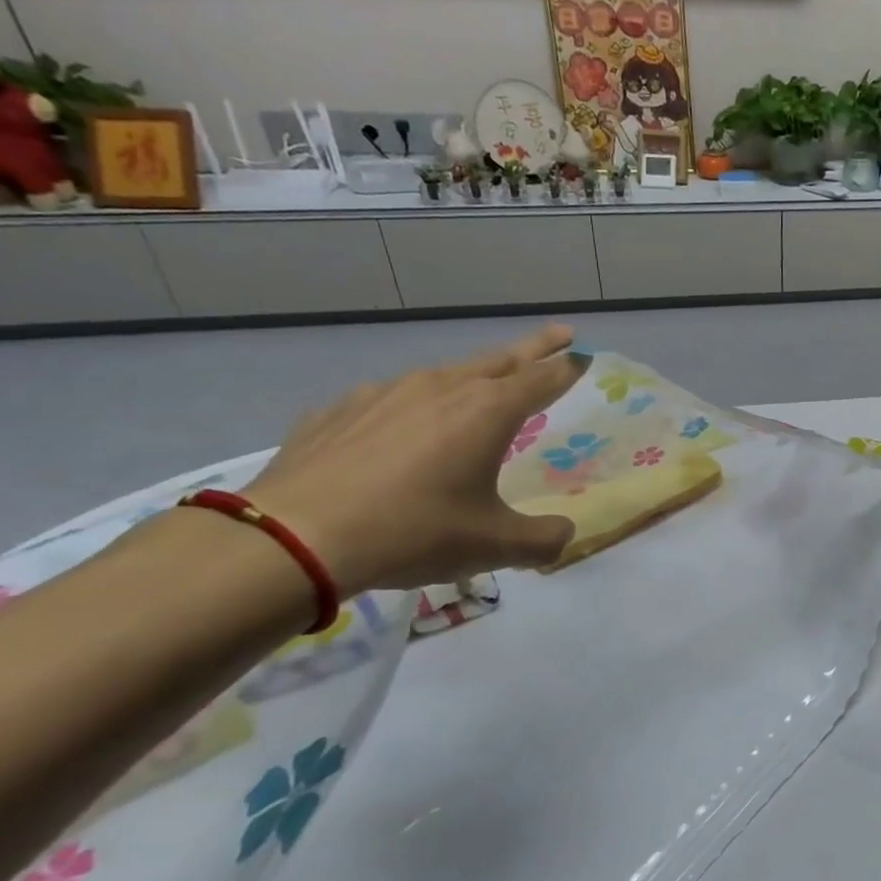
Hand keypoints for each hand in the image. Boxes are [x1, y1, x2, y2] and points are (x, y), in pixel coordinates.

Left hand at [242, 326, 584, 593]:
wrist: (296, 537)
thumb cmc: (415, 532)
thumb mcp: (495, 546)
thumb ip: (543, 539)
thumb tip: (564, 535)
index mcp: (488, 412)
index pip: (542, 379)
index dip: (568, 368)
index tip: (584, 356)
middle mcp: (441, 388)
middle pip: (500, 359)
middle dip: (534, 348)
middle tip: (558, 335)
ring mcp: (384, 393)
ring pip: (443, 375)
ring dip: (472, 376)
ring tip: (479, 389)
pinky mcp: (338, 409)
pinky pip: (390, 400)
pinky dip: (411, 407)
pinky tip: (399, 432)